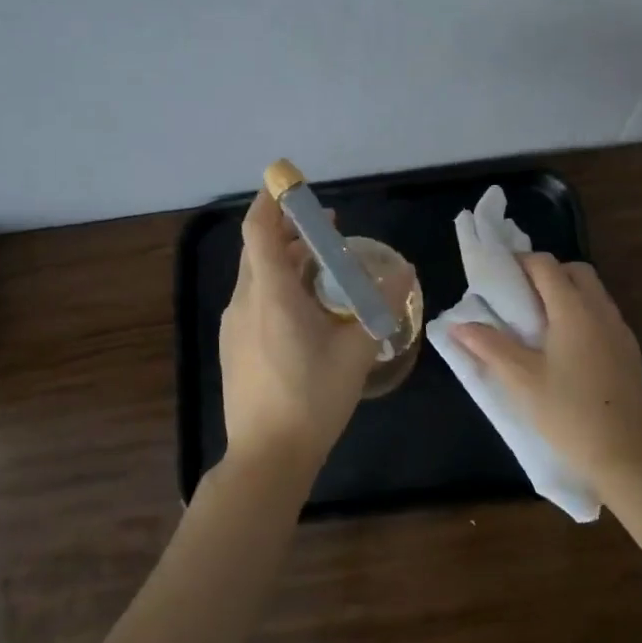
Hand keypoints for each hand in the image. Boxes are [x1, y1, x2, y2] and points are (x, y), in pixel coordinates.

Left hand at [218, 190, 385, 473]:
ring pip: (258, 275)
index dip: (273, 201)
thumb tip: (406, 272)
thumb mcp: (356, 350)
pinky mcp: (235, 346)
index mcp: (270, 294)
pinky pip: (256, 299)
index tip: (293, 185)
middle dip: (290, 231)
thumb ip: (381, 306)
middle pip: (259, 249)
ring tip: (326, 266)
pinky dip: (280, 287)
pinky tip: (309, 309)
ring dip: (287, 260)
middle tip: (329, 230)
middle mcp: (245, 301)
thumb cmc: (312, 398)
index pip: (259, 229)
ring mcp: (235, 325)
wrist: (267, 457)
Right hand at [449, 253, 641, 483]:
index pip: (546, 266)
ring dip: (567, 293)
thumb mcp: (521, 380)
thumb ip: (489, 346)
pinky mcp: (630, 350)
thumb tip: (457, 325)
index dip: (521, 262)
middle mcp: (601, 310)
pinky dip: (583, 314)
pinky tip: (566, 347)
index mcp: (573, 310)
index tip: (500, 276)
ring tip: (540, 322)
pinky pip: (603, 315)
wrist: (625, 454)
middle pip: (575, 271)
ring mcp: (620, 330)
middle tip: (520, 297)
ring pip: (593, 292)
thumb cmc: (567, 413)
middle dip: (547, 274)